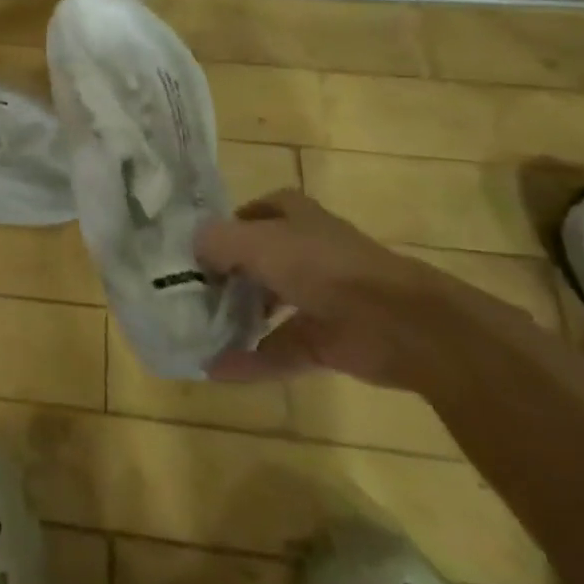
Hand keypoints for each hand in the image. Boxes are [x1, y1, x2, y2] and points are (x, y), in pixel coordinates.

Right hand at [194, 189, 450, 388]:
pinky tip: (215, 369)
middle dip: (224, 275)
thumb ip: (216, 241)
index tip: (191, 248)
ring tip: (194, 329)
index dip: (223, 227)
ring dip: (235, 318)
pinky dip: (250, 359)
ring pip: (267, 305)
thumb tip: (192, 247)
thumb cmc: (321, 265)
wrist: (398, 323)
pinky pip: (279, 349)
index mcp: (292, 216)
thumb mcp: (255, 241)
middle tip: (185, 291)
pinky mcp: (325, 341)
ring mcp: (317, 297)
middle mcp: (303, 250)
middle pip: (255, 260)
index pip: (250, 214)